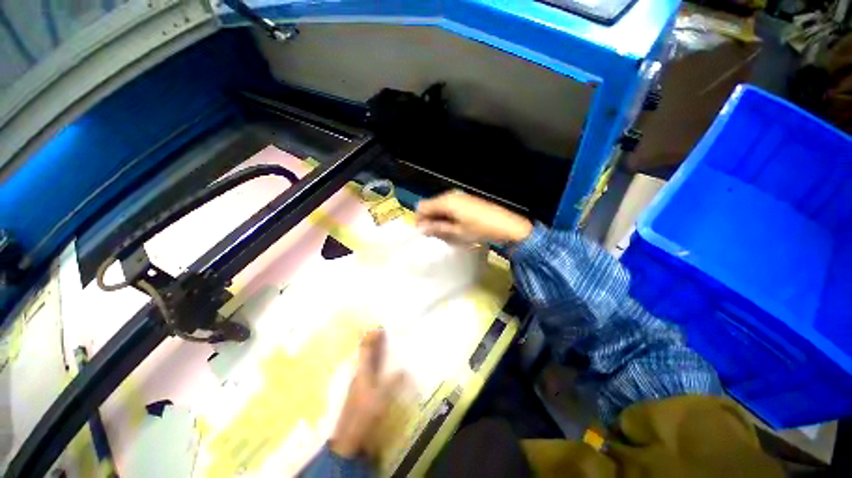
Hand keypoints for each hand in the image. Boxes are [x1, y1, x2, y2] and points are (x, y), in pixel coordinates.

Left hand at [331, 329, 402, 457]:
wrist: (350, 437)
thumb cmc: (364, 413)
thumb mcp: (381, 397)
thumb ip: (393, 382)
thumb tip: (404, 370)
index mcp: (362, 370)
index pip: (365, 348)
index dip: (371, 337)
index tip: (380, 327)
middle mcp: (360, 373)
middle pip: (366, 353)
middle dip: (375, 342)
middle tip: (385, 333)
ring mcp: (360, 382)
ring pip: (368, 362)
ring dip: (376, 352)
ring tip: (387, 346)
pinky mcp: (363, 391)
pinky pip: (371, 371)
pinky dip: (377, 365)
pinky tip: (385, 367)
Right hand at [416, 191, 532, 244]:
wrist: (506, 225)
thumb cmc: (479, 230)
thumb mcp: (456, 232)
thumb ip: (437, 229)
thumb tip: (421, 228)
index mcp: (446, 202)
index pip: (423, 207)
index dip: (419, 220)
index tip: (422, 233)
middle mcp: (450, 195)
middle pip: (431, 205)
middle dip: (429, 220)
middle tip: (433, 235)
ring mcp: (459, 197)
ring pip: (440, 206)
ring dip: (438, 219)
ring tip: (444, 233)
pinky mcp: (466, 200)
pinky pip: (449, 206)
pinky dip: (447, 216)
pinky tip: (454, 227)